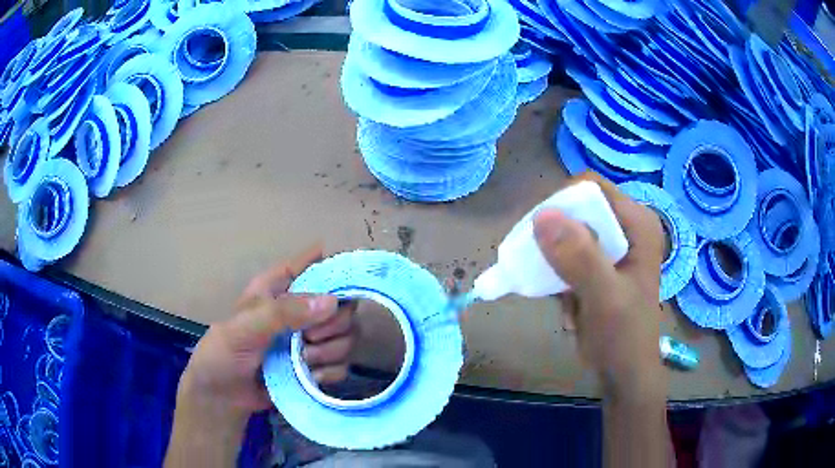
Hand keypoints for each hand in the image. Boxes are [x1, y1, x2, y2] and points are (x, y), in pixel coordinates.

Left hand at [165, 247, 356, 466]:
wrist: (223, 397)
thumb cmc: (224, 354)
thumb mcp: (244, 328)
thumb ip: (283, 313)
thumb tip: (331, 302)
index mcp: (279, 288)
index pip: (314, 262)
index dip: (335, 267)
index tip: (343, 289)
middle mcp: (300, 310)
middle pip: (342, 303)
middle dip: (333, 323)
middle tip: (310, 337)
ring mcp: (310, 341)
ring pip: (346, 336)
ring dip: (330, 351)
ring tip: (303, 361)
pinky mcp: (317, 368)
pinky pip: (342, 364)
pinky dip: (330, 372)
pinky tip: (309, 377)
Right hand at [533, 174, 665, 399]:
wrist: (625, 373)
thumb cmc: (624, 337)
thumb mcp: (605, 298)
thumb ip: (580, 258)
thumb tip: (541, 216)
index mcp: (638, 223)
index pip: (591, 188)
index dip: (561, 203)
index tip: (536, 234)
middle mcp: (626, 227)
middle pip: (576, 209)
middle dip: (555, 241)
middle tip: (540, 269)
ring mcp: (612, 246)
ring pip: (568, 234)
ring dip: (554, 264)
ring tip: (560, 295)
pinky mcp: (599, 265)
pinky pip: (567, 256)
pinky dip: (558, 277)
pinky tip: (567, 305)